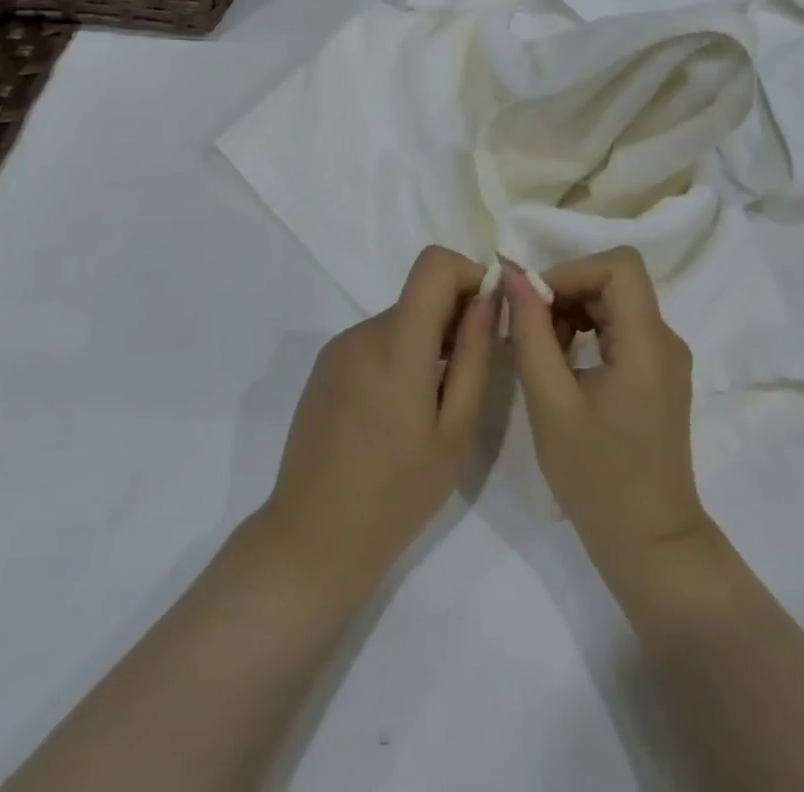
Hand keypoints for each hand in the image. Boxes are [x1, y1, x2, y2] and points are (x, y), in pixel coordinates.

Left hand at [260, 246, 496, 600]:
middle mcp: (363, 332)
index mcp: (397, 344)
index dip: (469, 274)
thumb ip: (475, 354)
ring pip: (400, 320)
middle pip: (419, 295)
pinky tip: (398, 413)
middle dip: (453, 318)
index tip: (487, 315)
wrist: (314, 538)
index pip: (434, 264)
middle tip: (468, 376)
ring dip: (427, 342)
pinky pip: (375, 341)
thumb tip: (490, 297)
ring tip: (431, 405)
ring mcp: (339, 348)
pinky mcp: (325, 367)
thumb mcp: (455, 430)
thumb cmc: (397, 493)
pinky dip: (399, 356)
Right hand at [503, 249, 712, 578]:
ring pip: (616, 302)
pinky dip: (588, 331)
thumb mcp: (550, 402)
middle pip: (616, 281)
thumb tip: (512, 275)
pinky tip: (562, 364)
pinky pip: (622, 329)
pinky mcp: (659, 374)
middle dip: (567, 292)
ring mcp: (666, 358)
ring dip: (574, 312)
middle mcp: (666, 339)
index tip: (535, 302)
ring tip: (541, 351)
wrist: (649, 543)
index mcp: (648, 342)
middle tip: (529, 331)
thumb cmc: (596, 477)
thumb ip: (530, 332)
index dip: (573, 270)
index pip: (619, 265)